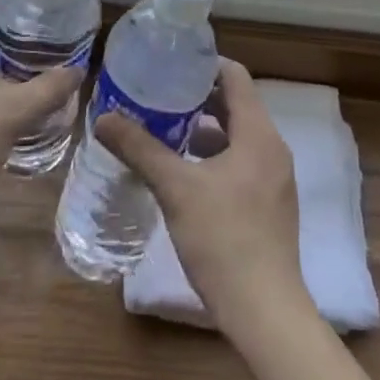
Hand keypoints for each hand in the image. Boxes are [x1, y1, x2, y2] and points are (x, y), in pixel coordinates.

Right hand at [96, 58, 311, 335]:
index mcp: (258, 133)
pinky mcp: (270, 205)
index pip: (234, 76)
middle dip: (197, 97)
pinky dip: (214, 156)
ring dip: (204, 128)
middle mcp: (272, 148)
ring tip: (164, 129)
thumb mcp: (176, 189)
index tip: (170, 64)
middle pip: (236, 104)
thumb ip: (140, 149)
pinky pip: (241, 162)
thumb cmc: (224, 240)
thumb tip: (103, 118)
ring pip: (237, 136)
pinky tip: (183, 173)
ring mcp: (275, 179)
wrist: (266, 314)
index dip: (203, 65)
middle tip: (158, 94)